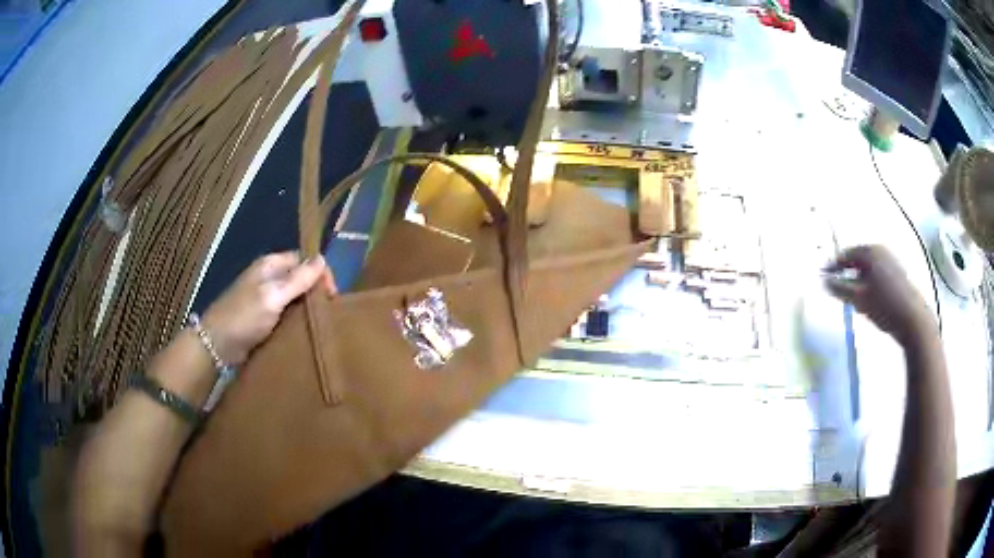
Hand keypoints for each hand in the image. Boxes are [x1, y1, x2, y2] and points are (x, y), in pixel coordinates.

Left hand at [201, 252, 335, 364]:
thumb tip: (322, 258)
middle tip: (329, 313)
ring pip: (294, 297)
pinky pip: (286, 313)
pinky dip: (296, 320)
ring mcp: (265, 298)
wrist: (217, 344)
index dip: (320, 273)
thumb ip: (297, 279)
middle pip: (300, 278)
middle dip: (315, 292)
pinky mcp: (264, 317)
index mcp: (270, 265)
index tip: (332, 296)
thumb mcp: (273, 296)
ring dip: (307, 308)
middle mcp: (269, 277)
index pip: (304, 259)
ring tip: (321, 324)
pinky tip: (305, 331)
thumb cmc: (244, 316)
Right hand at [824, 245, 934, 344]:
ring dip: (857, 277)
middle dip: (845, 271)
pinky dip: (868, 281)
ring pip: (867, 267)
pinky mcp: (898, 274)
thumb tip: (824, 281)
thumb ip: (840, 288)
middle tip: (835, 285)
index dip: (833, 266)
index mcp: (870, 251)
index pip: (845, 254)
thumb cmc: (884, 306)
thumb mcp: (859, 299)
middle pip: (857, 258)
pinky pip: (876, 273)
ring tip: (850, 293)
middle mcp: (881, 250)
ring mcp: (891, 261)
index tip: (823, 276)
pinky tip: (867, 296)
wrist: (913, 320)